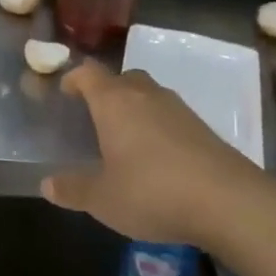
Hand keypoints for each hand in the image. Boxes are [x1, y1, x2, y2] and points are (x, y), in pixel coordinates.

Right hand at [44, 61, 272, 250]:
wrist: (228, 201)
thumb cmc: (152, 192)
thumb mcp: (102, 198)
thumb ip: (73, 189)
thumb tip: (47, 184)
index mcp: (114, 102)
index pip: (88, 73)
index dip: (74, 78)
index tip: (65, 93)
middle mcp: (145, 95)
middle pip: (122, 78)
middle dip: (106, 92)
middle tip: (94, 117)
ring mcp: (179, 108)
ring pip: (149, 95)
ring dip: (134, 108)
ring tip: (125, 138)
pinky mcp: (203, 127)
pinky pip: (170, 116)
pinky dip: (158, 126)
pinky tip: (157, 157)